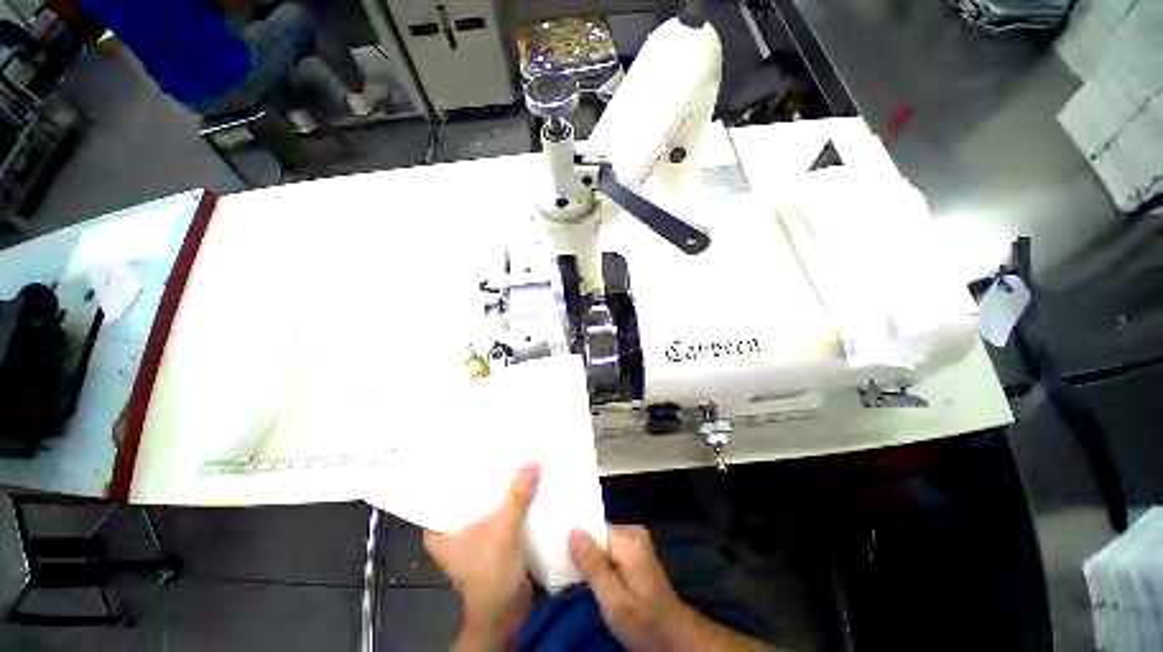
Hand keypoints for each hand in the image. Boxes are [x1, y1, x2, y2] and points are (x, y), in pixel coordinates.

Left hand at [424, 463, 539, 651]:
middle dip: (486, 475)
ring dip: (501, 489)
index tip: (473, 447)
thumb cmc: (491, 574)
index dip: (459, 469)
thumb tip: (532, 462)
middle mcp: (454, 530)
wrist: (506, 613)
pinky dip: (511, 502)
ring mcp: (475, 536)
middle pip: (470, 494)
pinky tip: (525, 485)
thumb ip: (517, 497)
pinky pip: (501, 513)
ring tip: (516, 460)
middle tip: (501, 448)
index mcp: (441, 529)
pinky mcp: (493, 540)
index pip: (444, 490)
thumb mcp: (503, 530)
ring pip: (487, 504)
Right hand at [570, 526, 777, 651]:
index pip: (593, 528)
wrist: (675, 636)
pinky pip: (609, 547)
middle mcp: (633, 532)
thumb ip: (594, 566)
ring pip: (602, 541)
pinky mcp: (635, 550)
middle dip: (582, 550)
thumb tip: (573, 531)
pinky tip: (593, 575)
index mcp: (629, 540)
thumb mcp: (614, 602)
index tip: (558, 553)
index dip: (576, 541)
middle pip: (597, 533)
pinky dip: (599, 559)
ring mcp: (636, 540)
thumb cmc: (644, 622)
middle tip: (566, 569)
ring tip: (576, 574)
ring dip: (590, 556)